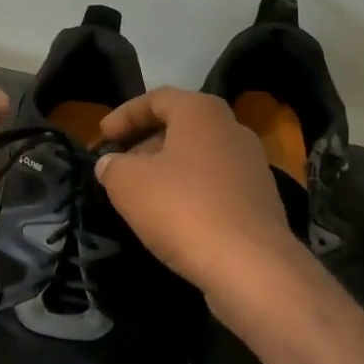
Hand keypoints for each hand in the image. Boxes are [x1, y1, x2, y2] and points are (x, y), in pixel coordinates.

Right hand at [94, 88, 307, 298]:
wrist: (250, 265)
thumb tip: (110, 163)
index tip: (102, 137)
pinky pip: (216, 185)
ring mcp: (252, 165)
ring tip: (141, 194)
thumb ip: (112, 167)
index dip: (125, 114)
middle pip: (181, 126)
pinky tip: (172, 218)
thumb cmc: (183, 208)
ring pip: (199, 157)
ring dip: (168, 170)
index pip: (157, 98)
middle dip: (145, 143)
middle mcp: (232, 129)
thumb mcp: (128, 184)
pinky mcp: (260, 200)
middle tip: (119, 165)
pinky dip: (190, 192)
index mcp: (202, 112)